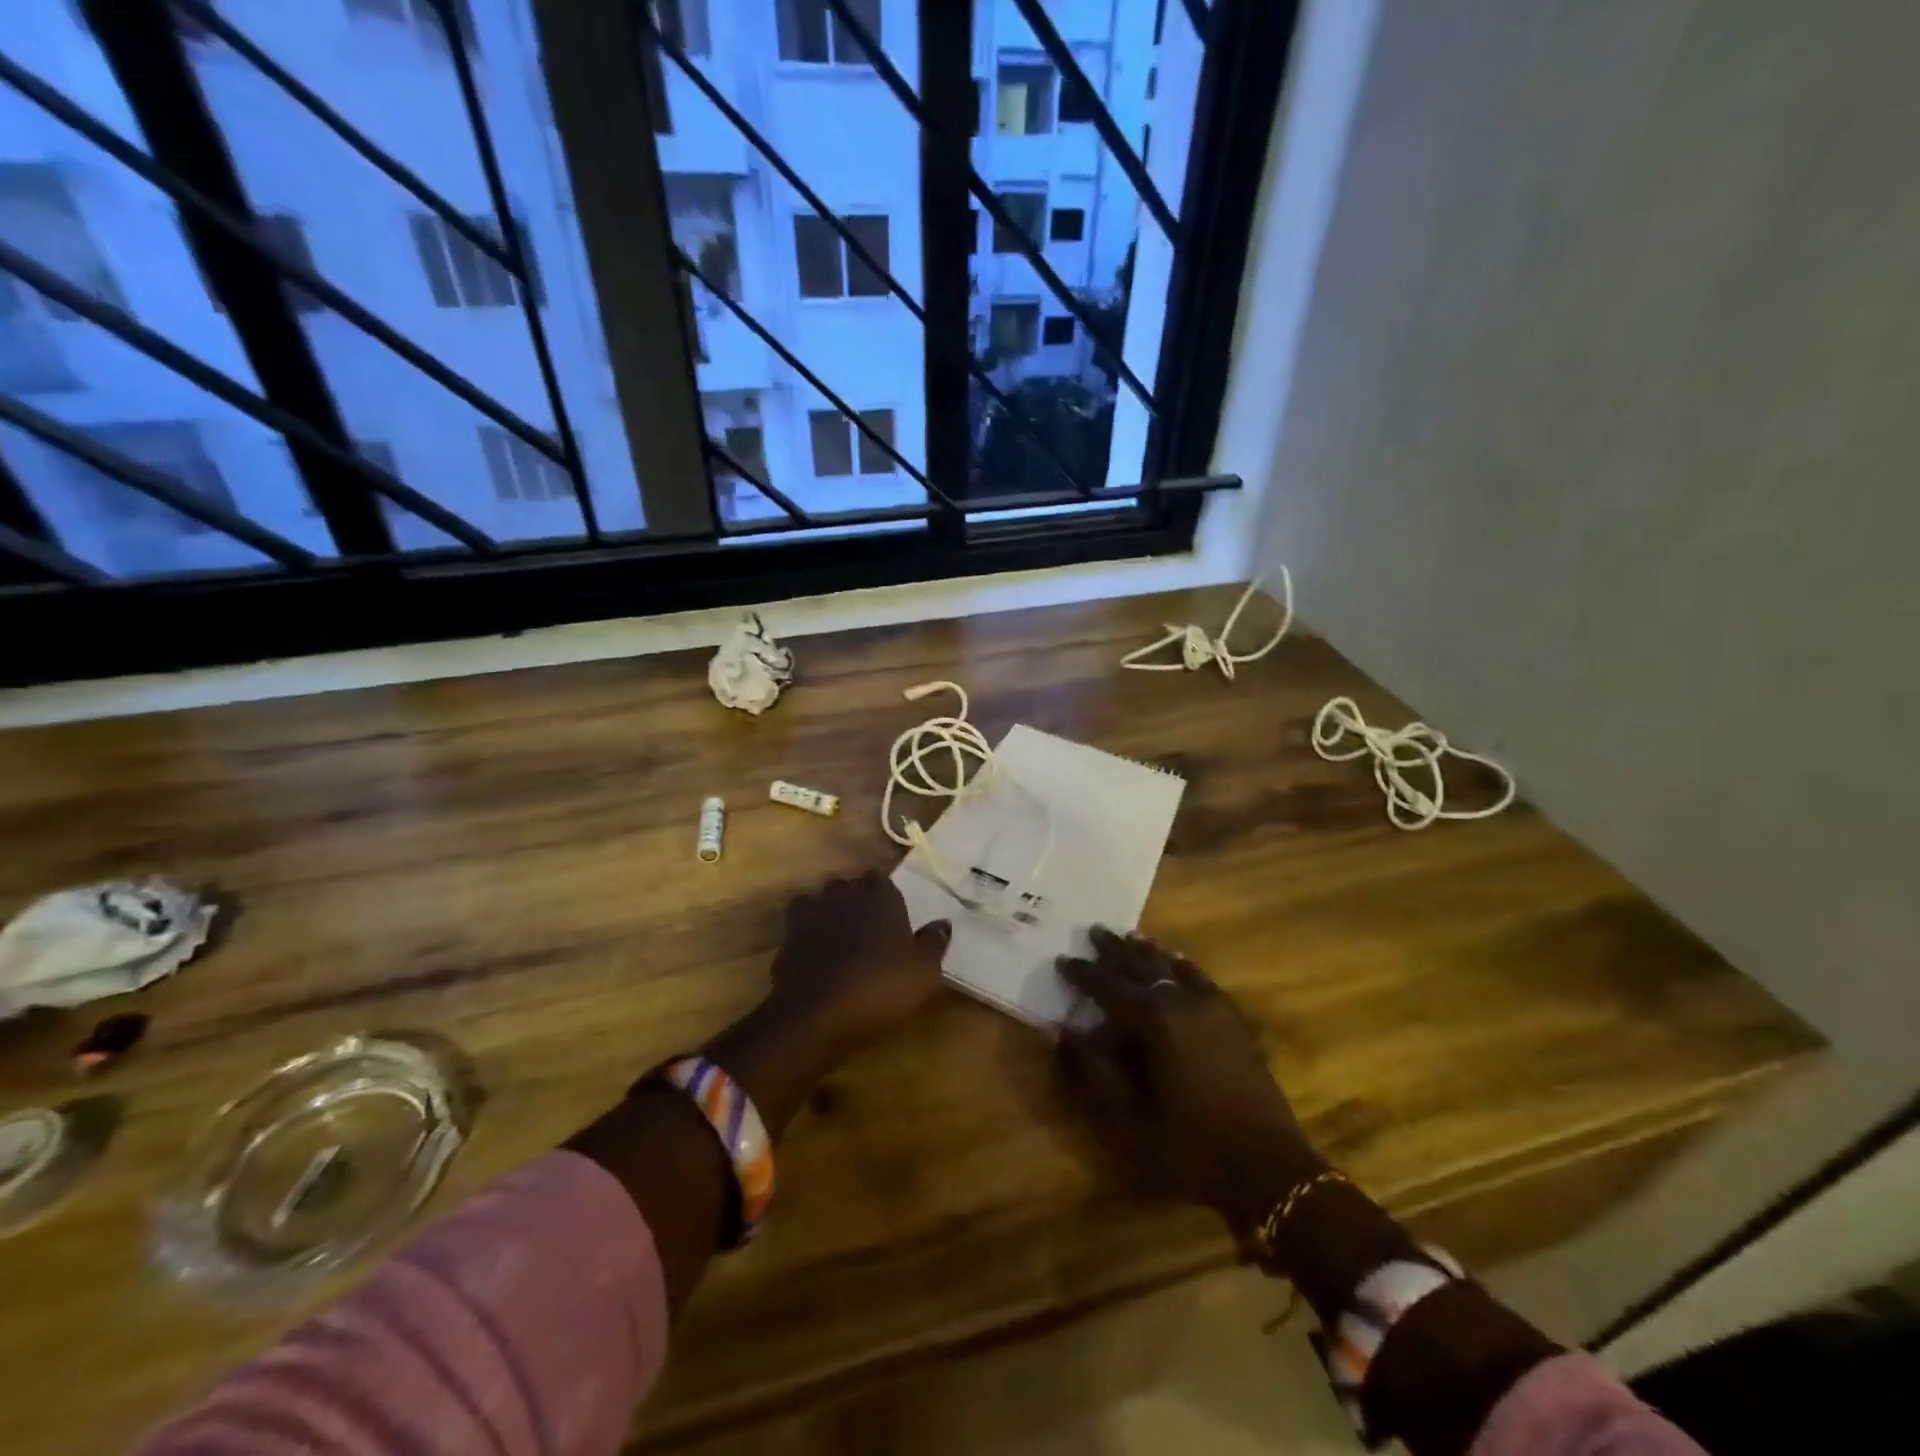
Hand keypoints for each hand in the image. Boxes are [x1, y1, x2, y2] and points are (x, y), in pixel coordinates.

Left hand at [766, 870, 952, 1062]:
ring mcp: (812, 912)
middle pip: (850, 886)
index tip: (892, 914)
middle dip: (857, 899)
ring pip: (822, 900)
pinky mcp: (787, 935)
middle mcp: (844, 893)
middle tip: (869, 927)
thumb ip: (934, 943)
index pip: (882, 878)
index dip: (885, 895)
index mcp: (880, 894)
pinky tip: (816, 950)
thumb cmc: (880, 987)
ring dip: (829, 912)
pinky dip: (807, 932)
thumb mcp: (924, 972)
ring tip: (840, 936)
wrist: (817, 1014)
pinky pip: (800, 923)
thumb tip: (943, 922)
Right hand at [1057, 928, 1324, 1238]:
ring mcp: (1212, 1008)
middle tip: (1095, 930)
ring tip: (1130, 936)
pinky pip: (1201, 979)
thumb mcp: (1132, 1116)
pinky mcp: (1232, 1020)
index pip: (1108, 987)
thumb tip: (1066, 1032)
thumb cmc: (1191, 1144)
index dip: (1083, 973)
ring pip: (1173, 966)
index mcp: (1154, 1021)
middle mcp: (1181, 1002)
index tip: (1063, 959)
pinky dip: (1183, 965)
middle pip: (1142, 966)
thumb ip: (1096, 1070)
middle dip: (1115, 949)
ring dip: (1148, 951)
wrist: (1267, 1165)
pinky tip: (1178, 961)